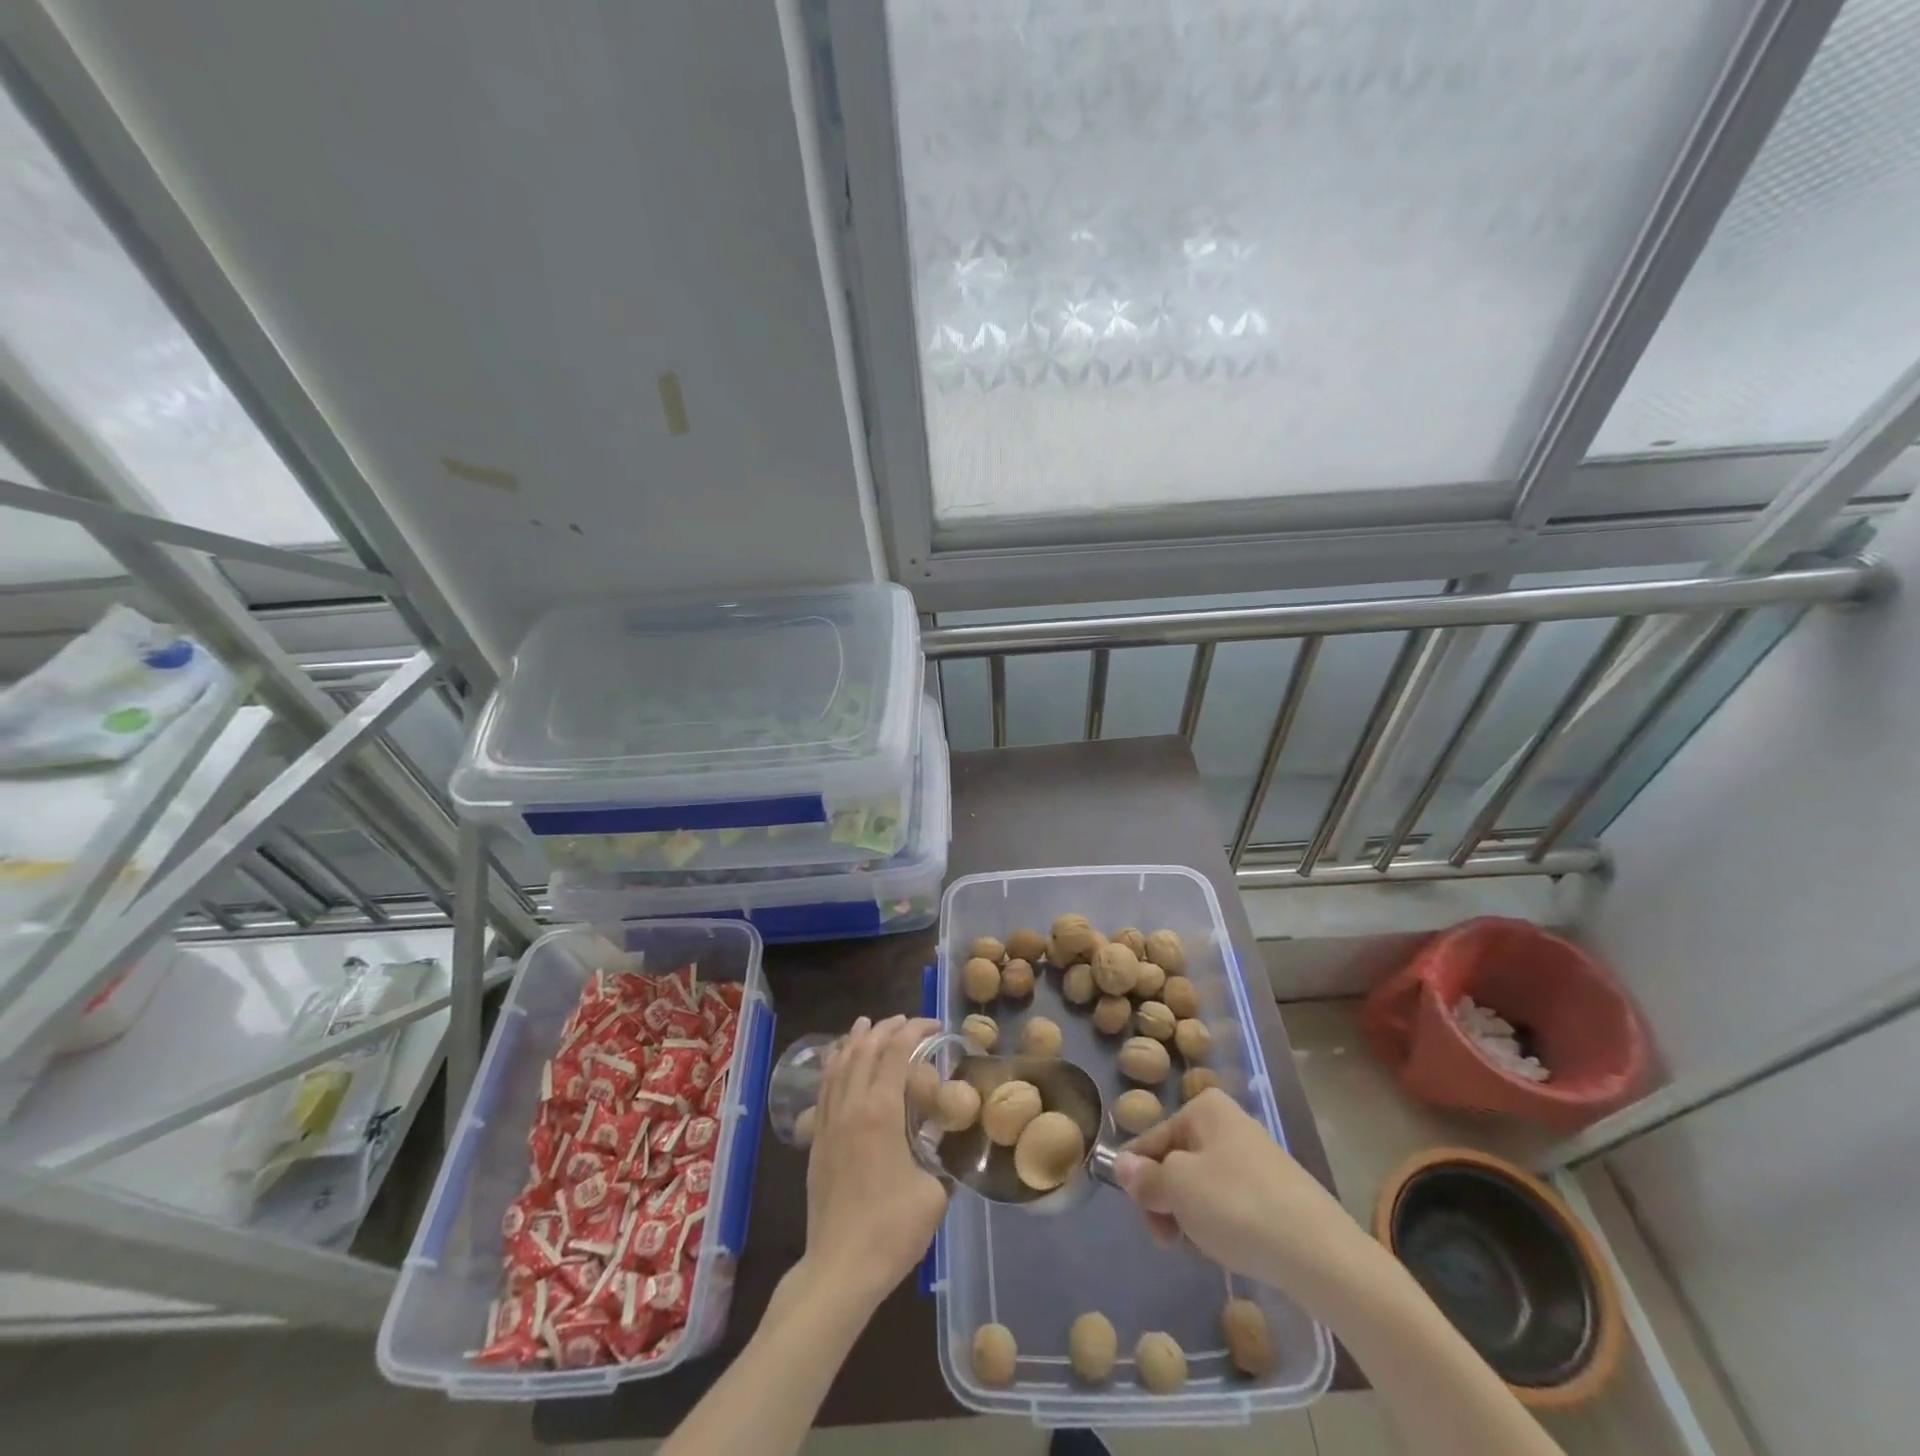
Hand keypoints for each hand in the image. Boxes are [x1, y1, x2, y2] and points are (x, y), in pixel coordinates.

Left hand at [800, 1015, 948, 1314]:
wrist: (840, 1269)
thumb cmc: (892, 1230)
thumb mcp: (935, 1193)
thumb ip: (943, 1160)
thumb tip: (947, 1147)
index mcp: (881, 1112)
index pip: (895, 1053)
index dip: (915, 1031)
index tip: (935, 1025)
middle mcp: (851, 1107)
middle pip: (865, 1050)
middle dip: (886, 1029)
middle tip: (907, 1022)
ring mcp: (829, 1122)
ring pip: (840, 1064)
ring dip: (856, 1040)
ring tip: (868, 1024)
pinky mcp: (817, 1140)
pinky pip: (824, 1087)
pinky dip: (835, 1064)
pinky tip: (839, 1062)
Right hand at [1114, 1088, 1367, 1297]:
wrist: (1320, 1254)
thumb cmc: (1237, 1206)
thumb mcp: (1178, 1188)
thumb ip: (1145, 1178)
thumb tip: (1121, 1164)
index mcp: (1205, 1108)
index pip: (1152, 1139)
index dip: (1139, 1177)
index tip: (1142, 1216)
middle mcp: (1231, 1123)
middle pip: (1178, 1162)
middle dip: (1169, 1200)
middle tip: (1171, 1239)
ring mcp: (1257, 1158)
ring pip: (1204, 1186)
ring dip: (1194, 1217)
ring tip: (1206, 1247)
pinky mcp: (1278, 1192)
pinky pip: (1233, 1204)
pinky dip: (1224, 1225)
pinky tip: (1232, 1249)